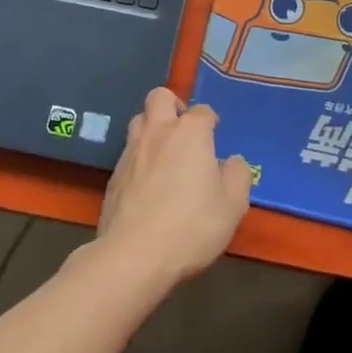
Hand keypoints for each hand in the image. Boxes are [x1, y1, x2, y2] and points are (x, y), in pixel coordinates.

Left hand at [96, 88, 253, 285]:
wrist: (134, 255)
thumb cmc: (191, 225)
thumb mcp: (232, 205)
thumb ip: (238, 175)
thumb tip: (233, 161)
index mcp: (189, 132)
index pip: (203, 111)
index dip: (211, 122)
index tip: (216, 137)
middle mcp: (157, 131)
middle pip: (159, 97)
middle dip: (172, 105)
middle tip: (184, 130)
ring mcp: (130, 151)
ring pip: (138, 121)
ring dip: (152, 128)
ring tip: (165, 153)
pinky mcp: (113, 175)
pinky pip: (128, 153)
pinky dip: (139, 158)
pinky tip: (147, 183)